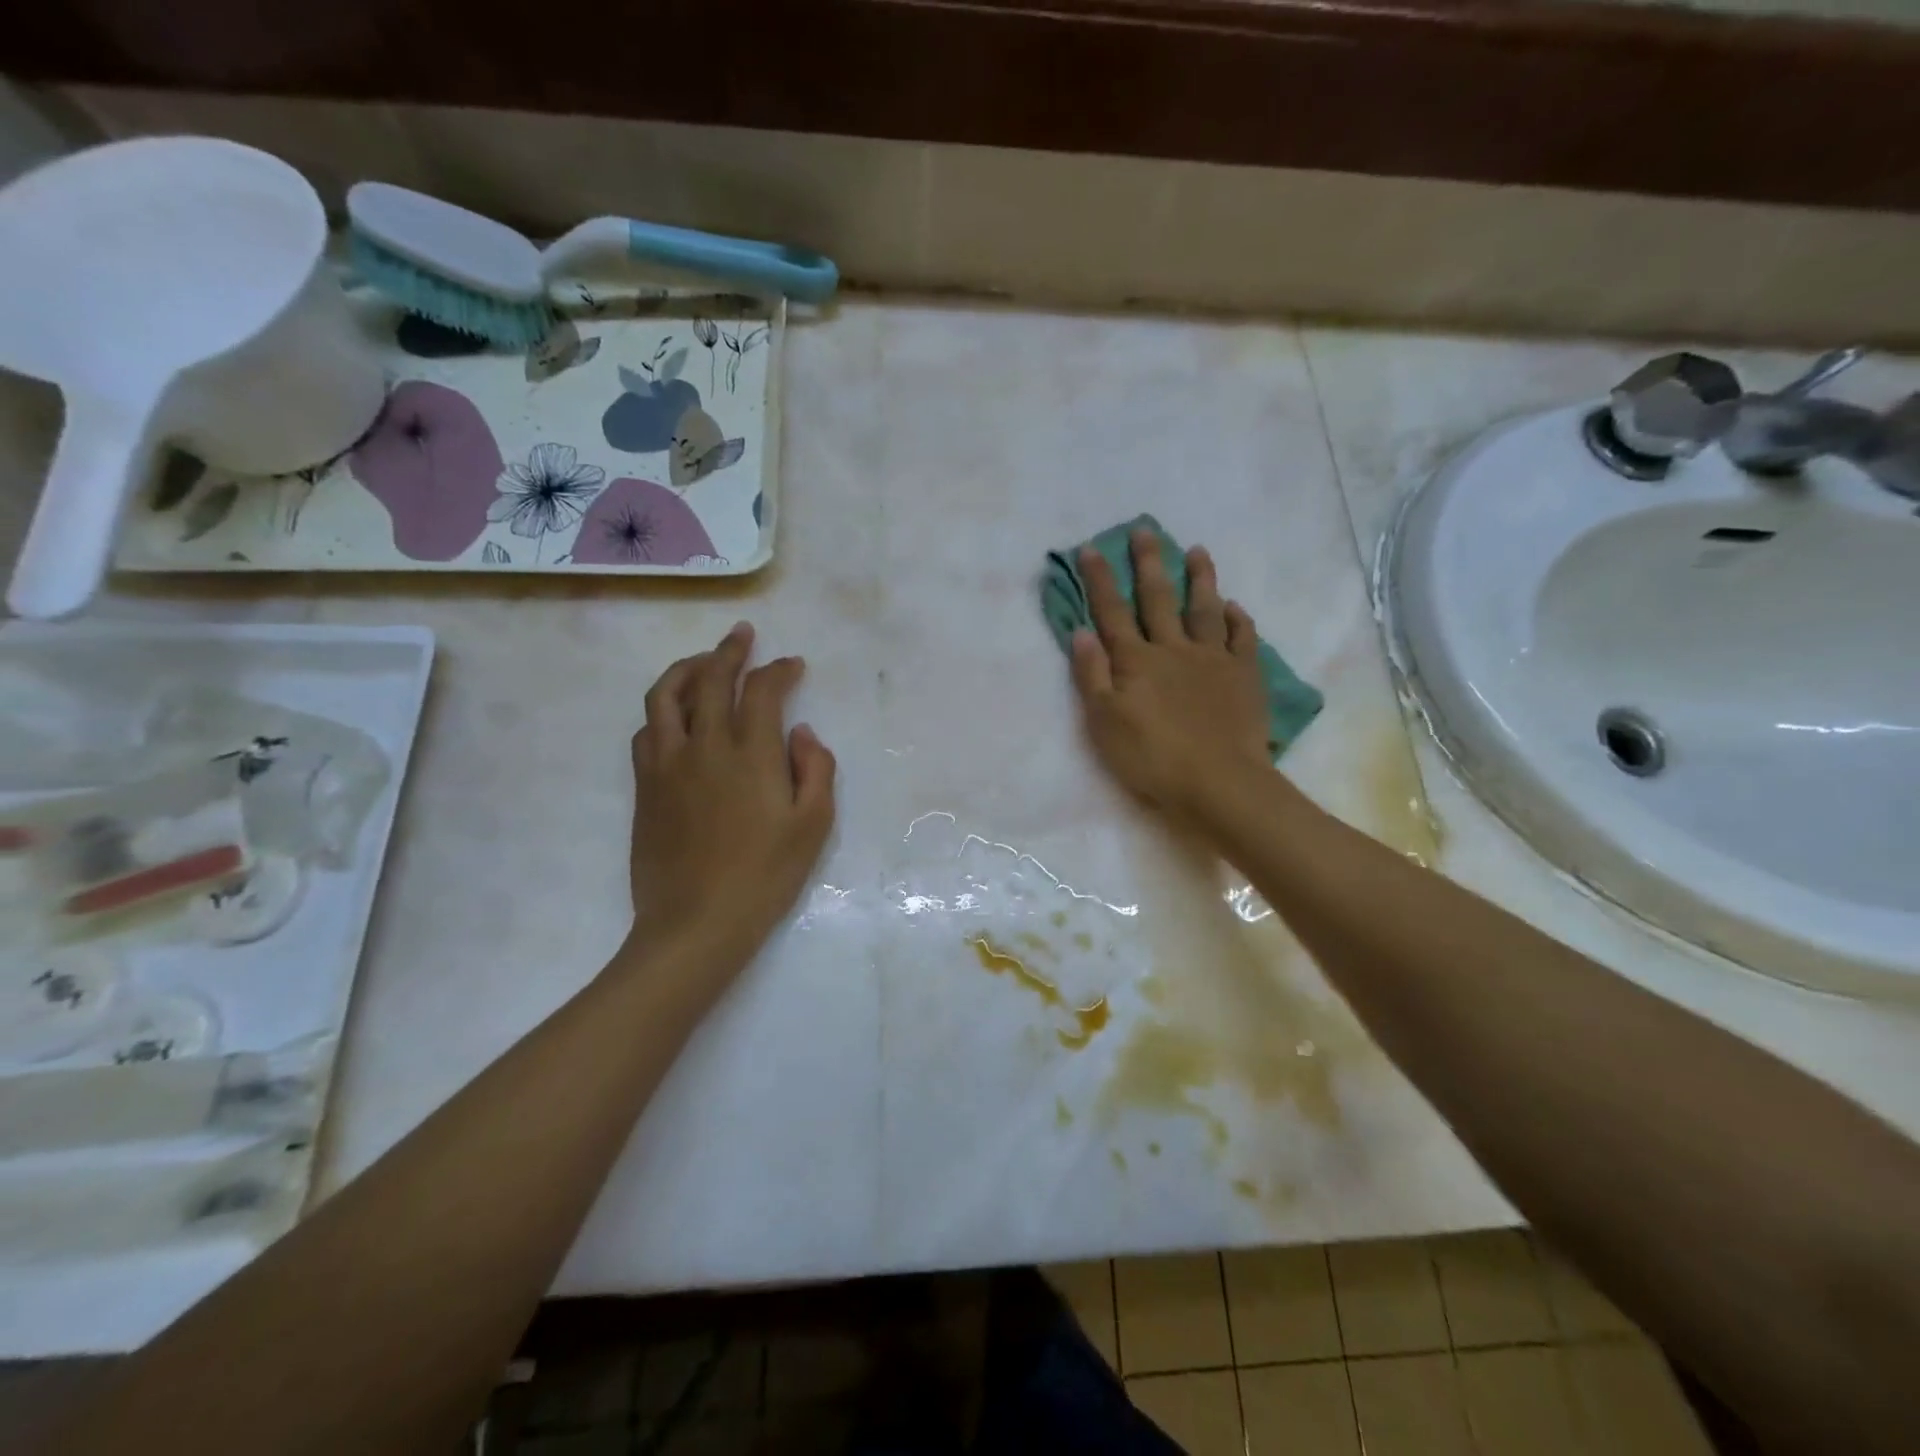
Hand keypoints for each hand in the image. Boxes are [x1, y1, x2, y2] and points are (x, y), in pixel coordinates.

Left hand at [626, 622, 835, 976]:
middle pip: (711, 679)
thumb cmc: (765, 876)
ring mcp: (667, 765)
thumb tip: (801, 732)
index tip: (792, 665)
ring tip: (703, 662)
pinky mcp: (645, 786)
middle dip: (729, 650)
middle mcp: (705, 746)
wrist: (696, 923)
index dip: (779, 669)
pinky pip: (647, 731)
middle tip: (742, 634)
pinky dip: (663, 710)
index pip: (762, 690)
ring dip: (686, 669)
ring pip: (665, 696)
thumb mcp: (813, 826)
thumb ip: (816, 770)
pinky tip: (675, 716)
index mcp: (751, 754)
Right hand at [1070, 530, 1270, 819]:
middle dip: (1148, 563)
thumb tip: (1081, 631)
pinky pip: (1242, 638)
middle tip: (1145, 530)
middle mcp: (1173, 649)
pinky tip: (1234, 606)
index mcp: (1136, 661)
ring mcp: (1212, 659)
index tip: (1090, 548)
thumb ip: (1092, 675)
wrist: (1218, 782)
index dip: (1099, 580)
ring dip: (1200, 579)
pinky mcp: (1243, 675)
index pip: (1111, 612)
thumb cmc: (1152, 757)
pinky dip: (1237, 619)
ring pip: (1204, 609)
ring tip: (1198, 551)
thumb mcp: (1104, 722)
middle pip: (1158, 598)